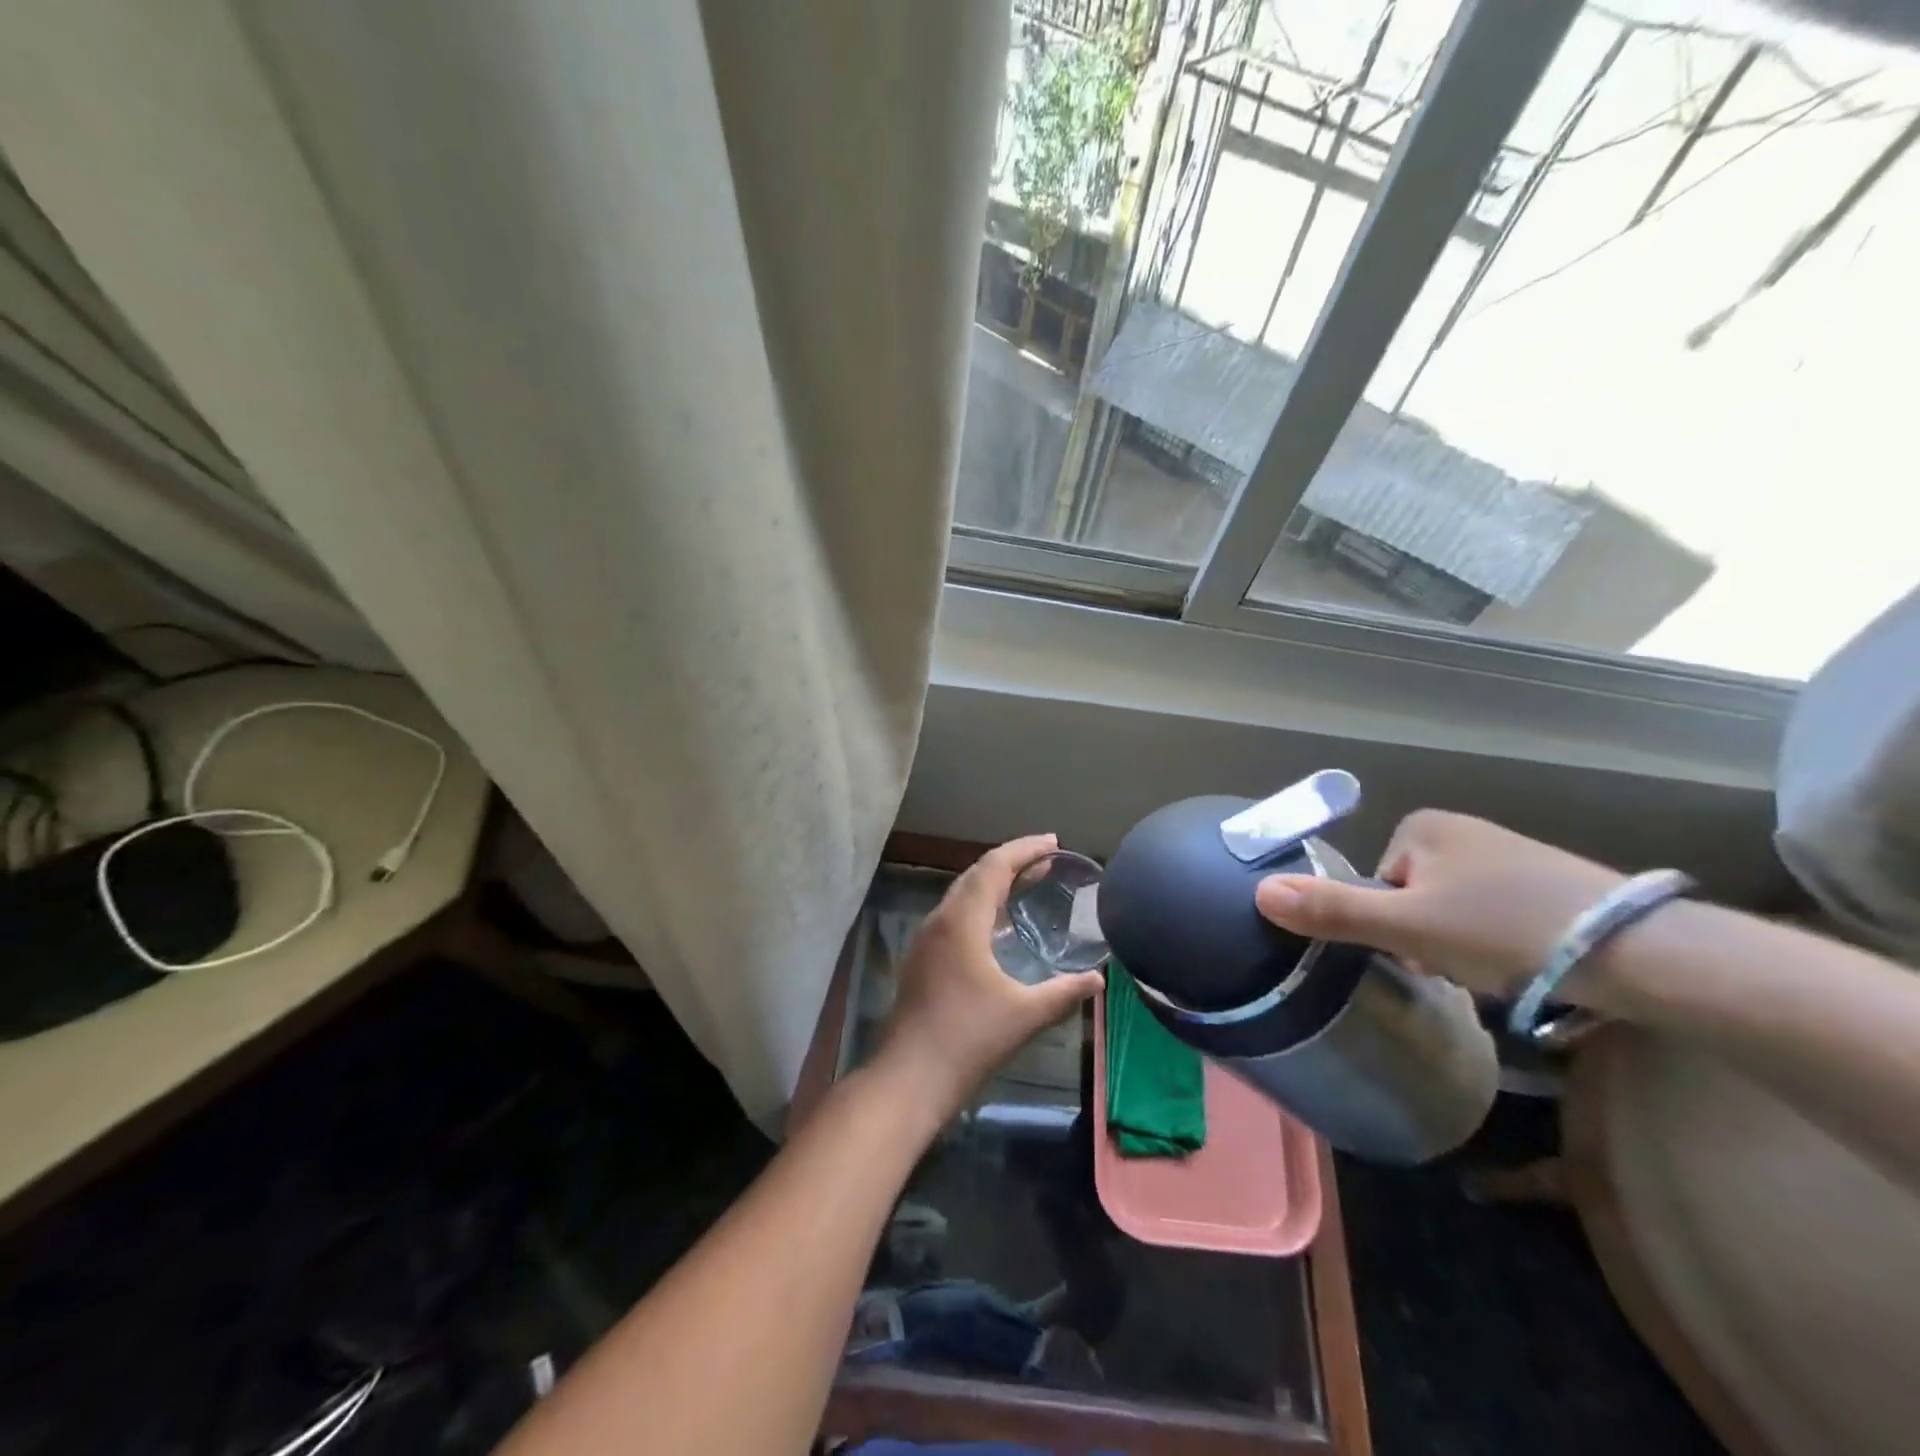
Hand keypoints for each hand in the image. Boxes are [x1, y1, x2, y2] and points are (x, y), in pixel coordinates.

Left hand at [872, 835, 1102, 1124]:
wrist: (910, 1078)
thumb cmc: (969, 1040)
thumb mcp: (1025, 1015)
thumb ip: (1064, 992)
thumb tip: (1098, 979)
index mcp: (962, 921)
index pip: (994, 866)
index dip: (1025, 849)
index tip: (1055, 843)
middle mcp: (940, 920)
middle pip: (976, 873)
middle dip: (1012, 861)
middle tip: (1048, 861)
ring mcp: (927, 939)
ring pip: (963, 894)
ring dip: (995, 883)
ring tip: (1029, 884)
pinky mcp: (923, 959)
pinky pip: (955, 914)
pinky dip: (982, 905)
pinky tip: (1000, 926)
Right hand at [1253, 811, 1624, 998]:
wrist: (1638, 952)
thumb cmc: (1503, 928)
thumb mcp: (1406, 926)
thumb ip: (1331, 910)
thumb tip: (1258, 892)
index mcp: (1423, 826)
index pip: (1377, 883)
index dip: (1389, 923)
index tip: (1420, 952)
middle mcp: (1464, 829)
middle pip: (1412, 897)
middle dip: (1426, 938)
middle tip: (1457, 966)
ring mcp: (1510, 854)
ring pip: (1453, 910)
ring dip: (1461, 946)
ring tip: (1497, 971)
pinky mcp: (1551, 884)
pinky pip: (1495, 915)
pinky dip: (1500, 943)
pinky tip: (1525, 965)